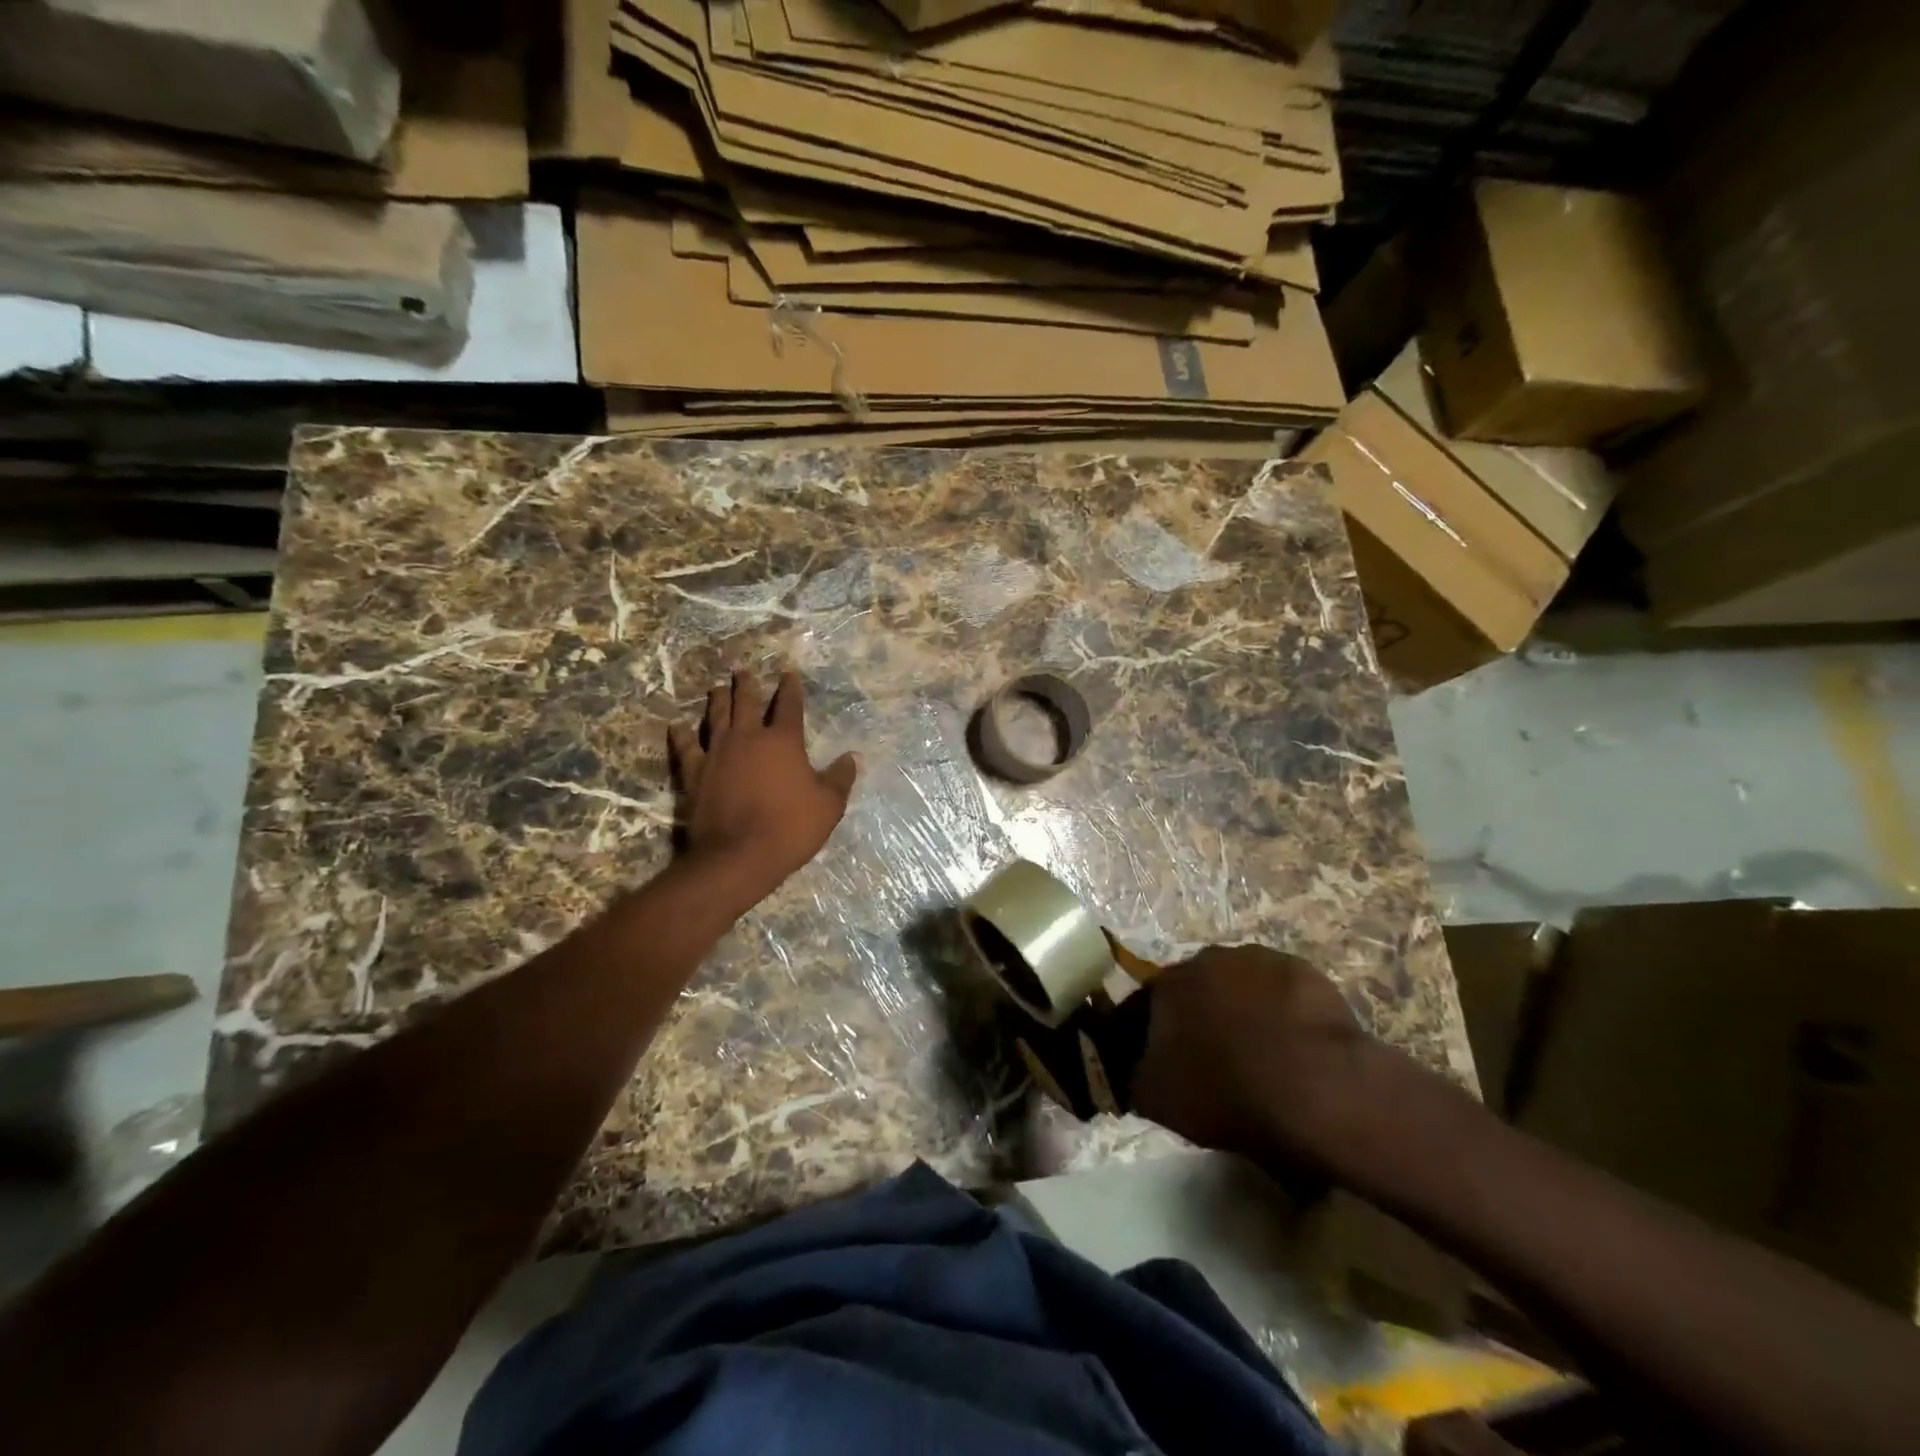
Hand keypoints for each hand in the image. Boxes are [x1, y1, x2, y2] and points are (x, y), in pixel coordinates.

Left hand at [668, 669, 858, 903]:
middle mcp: (748, 738)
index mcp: (783, 741)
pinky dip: (681, 735)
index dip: (790, 688)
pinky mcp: (694, 773)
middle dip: (747, 685)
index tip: (788, 673)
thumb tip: (853, 757)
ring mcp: (717, 753)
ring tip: (717, 687)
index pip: (789, 706)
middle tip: (743, 671)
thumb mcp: (828, 806)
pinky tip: (677, 726)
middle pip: (747, 703)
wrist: (738, 855)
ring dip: (717, 700)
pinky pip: (686, 748)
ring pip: (716, 717)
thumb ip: (840, 778)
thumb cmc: (790, 828)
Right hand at [1130, 944, 1368, 1172]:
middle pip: (1200, 986)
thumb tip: (1136, 1067)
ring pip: (1244, 983)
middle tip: (1220, 1055)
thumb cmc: (1226, 1094)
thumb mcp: (1157, 1100)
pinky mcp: (1304, 971)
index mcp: (1167, 984)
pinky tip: (1298, 1045)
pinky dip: (1285, 1011)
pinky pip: (1285, 991)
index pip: (1152, 1002)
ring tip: (1264, 1050)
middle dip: (1205, 1013)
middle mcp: (1207, 959)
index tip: (1174, 1058)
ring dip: (1247, 1008)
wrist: (1313, 1090)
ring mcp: (1259, 959)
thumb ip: (1136, 1074)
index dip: (1162, 1030)